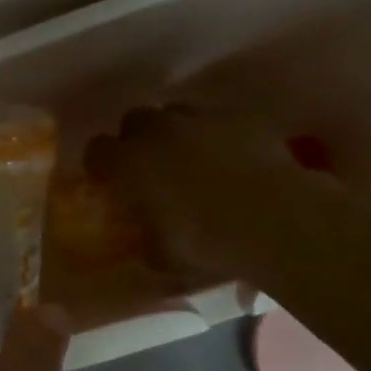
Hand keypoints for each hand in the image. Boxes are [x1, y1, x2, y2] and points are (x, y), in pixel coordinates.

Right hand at [85, 105, 334, 285]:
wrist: (274, 218)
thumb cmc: (205, 241)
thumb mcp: (162, 256)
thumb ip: (146, 238)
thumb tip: (146, 237)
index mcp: (128, 163)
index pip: (96, 151)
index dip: (101, 165)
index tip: (108, 182)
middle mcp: (157, 131)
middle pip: (134, 120)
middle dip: (137, 140)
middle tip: (150, 167)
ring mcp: (201, 118)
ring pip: (175, 113)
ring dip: (175, 132)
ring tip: (190, 159)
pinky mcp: (240, 116)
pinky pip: (217, 119)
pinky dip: (216, 134)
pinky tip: (229, 157)